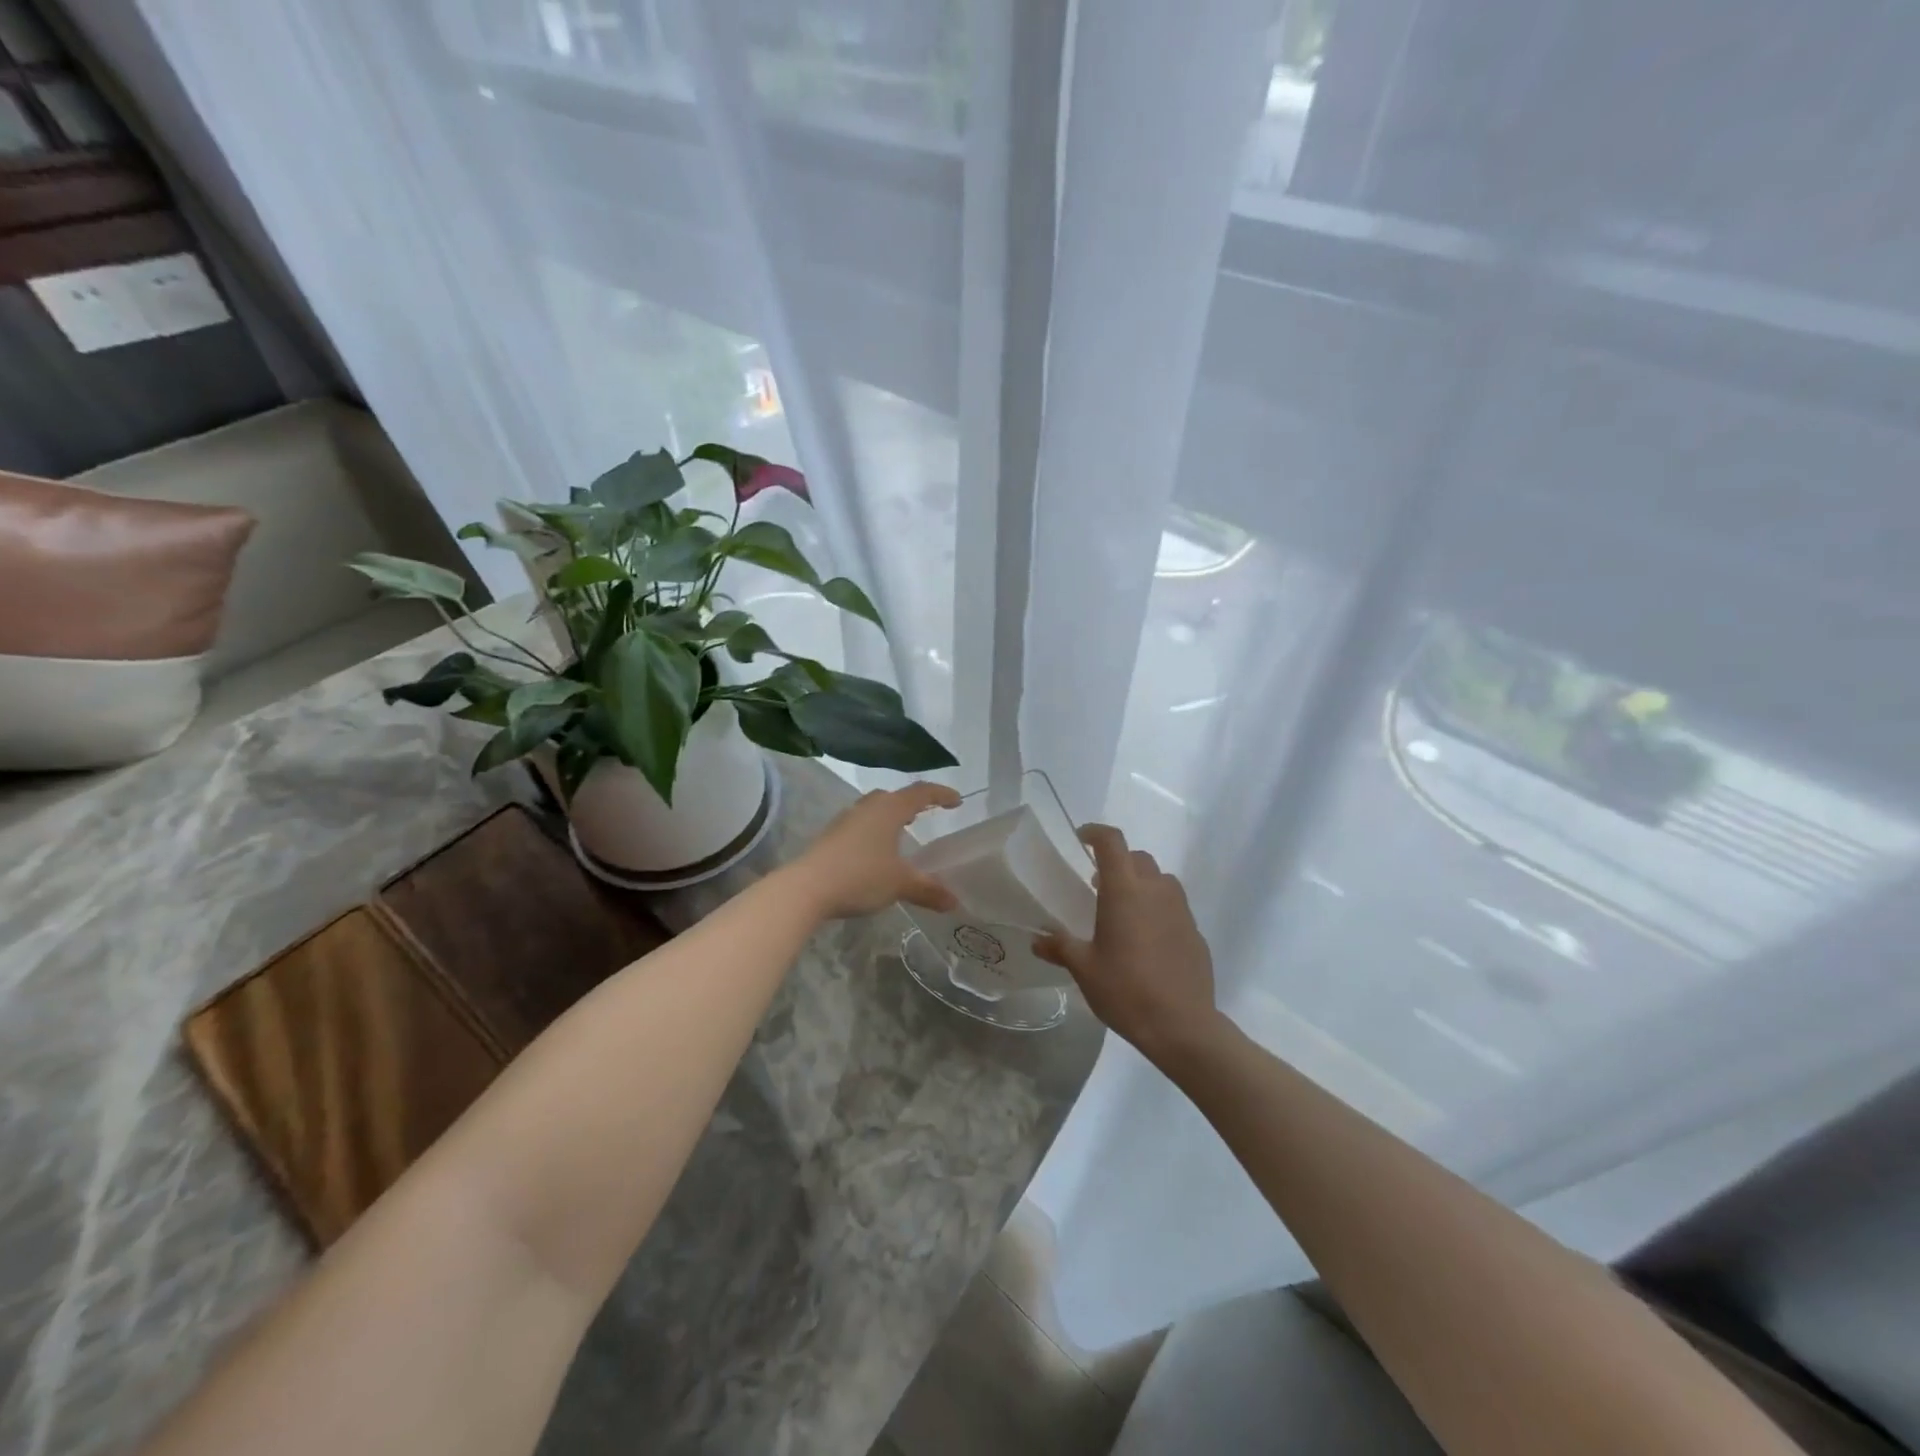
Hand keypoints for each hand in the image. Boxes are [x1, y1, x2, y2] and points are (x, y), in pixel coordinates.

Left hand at [786, 782, 962, 919]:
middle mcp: (867, 807)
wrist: (806, 888)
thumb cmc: (860, 876)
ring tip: (903, 832)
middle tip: (928, 813)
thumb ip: (928, 889)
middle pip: (894, 796)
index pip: (920, 793)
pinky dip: (875, 830)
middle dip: (912, 803)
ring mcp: (846, 820)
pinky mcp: (831, 836)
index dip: (941, 794)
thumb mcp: (900, 884)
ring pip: (874, 809)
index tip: (957, 801)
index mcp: (889, 810)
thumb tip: (954, 901)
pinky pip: (860, 824)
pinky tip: (876, 851)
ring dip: (891, 816)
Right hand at [1034, 824, 1221, 1066]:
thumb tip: (1037, 939)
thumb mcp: (1084, 969)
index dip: (1095, 833)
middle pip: (1137, 858)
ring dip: (1141, 883)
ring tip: (1123, 910)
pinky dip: (1158, 909)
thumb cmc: (1126, 990)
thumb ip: (1059, 948)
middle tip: (1096, 884)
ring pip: (1160, 880)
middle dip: (1117, 862)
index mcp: (1125, 891)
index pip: (1112, 842)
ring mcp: (1181, 910)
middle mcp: (1156, 891)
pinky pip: (1174, 907)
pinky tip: (1147, 940)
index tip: (1081, 839)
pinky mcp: (1195, 932)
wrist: (1182, 1026)